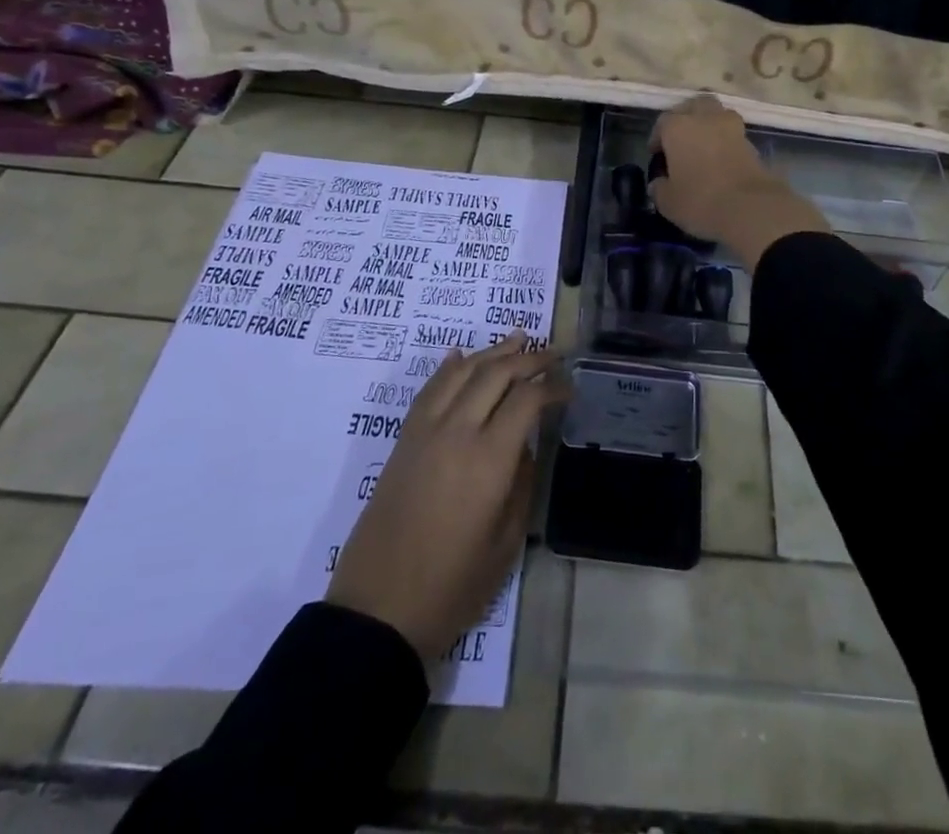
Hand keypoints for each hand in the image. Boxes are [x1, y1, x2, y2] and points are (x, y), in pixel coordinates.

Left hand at [326, 333, 566, 659]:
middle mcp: (457, 431)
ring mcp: (426, 431)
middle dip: (529, 358)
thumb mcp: (506, 542)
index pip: (527, 399)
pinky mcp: (404, 440)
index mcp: (489, 459)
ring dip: (492, 352)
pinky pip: (429, 389)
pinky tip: (461, 357)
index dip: (553, 387)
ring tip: (517, 338)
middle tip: (553, 354)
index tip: (570, 389)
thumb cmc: (452, 586)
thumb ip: (522, 484)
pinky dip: (449, 368)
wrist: (378, 610)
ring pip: (462, 372)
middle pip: (496, 374)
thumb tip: (525, 446)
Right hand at [650, 95, 830, 269]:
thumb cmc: (700, 201)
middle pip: (695, 105)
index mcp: (678, 127)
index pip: (663, 122)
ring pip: (718, 115)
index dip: (658, 137)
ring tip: (703, 147)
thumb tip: (659, 184)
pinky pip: (733, 135)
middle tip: (681, 139)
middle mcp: (706, 119)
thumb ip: (659, 188)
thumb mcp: (668, 202)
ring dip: (710, 125)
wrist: (751, 208)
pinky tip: (721, 160)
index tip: (656, 154)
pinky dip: (726, 142)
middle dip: (687, 117)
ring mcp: (733, 128)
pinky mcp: (752, 143)